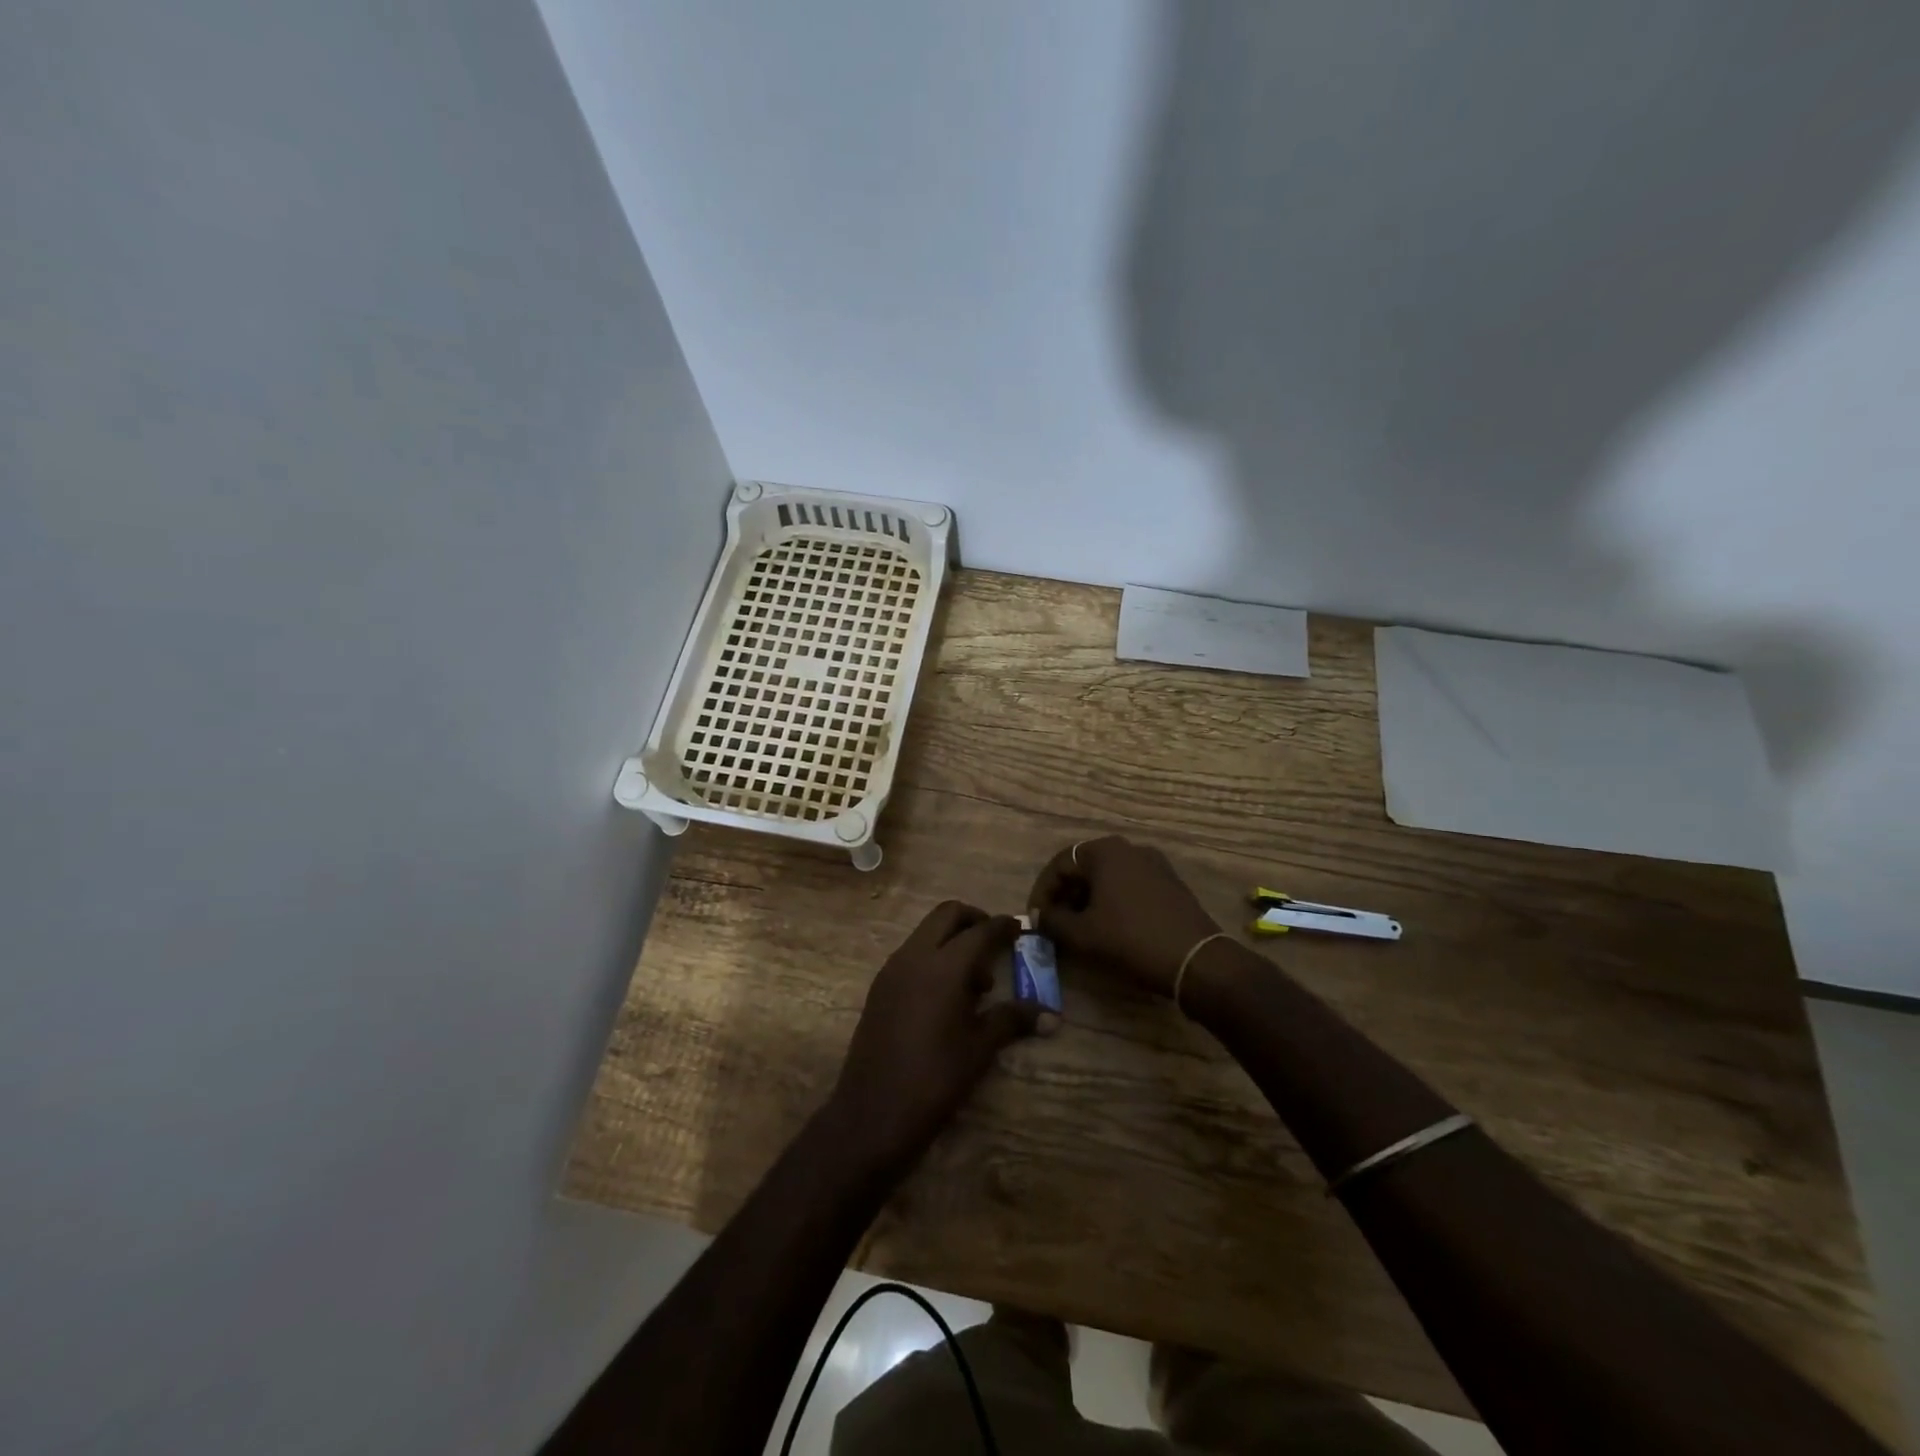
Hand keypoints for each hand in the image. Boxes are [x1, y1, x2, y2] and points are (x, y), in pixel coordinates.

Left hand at [827, 902, 1038, 1175]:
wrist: (871, 1114)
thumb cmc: (934, 1080)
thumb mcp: (979, 1049)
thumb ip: (1012, 1020)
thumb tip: (1051, 1015)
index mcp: (943, 966)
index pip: (980, 931)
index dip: (1003, 926)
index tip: (1021, 927)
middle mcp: (914, 956)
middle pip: (947, 915)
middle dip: (974, 920)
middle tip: (995, 943)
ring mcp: (892, 970)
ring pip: (926, 933)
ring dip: (952, 941)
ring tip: (975, 983)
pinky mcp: (879, 988)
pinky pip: (912, 955)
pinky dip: (933, 958)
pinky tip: (947, 997)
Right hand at [1029, 836, 1220, 996]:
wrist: (1196, 961)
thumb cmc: (1131, 940)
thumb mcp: (1082, 935)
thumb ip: (1052, 922)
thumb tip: (1039, 917)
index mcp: (1106, 851)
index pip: (1060, 864)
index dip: (1042, 891)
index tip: (1036, 918)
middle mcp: (1130, 849)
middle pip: (1085, 868)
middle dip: (1066, 895)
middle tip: (1055, 924)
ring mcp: (1155, 865)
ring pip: (1108, 878)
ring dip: (1088, 900)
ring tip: (1079, 929)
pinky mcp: (1171, 884)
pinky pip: (1130, 886)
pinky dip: (1112, 903)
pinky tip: (1109, 928)